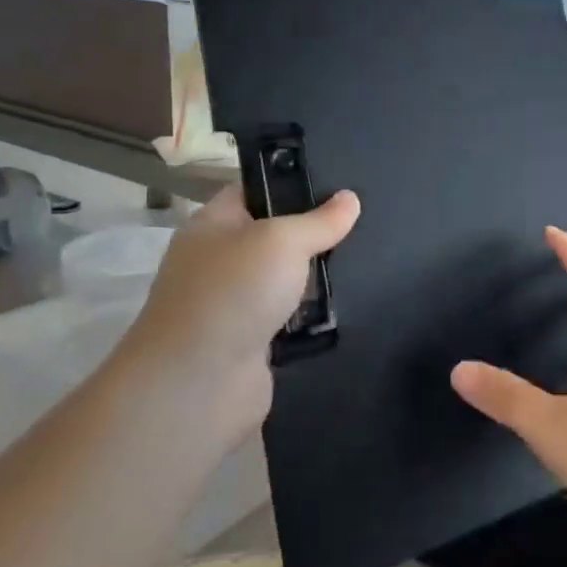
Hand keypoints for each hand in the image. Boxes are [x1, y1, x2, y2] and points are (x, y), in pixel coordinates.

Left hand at [116, 185, 359, 445]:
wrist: (197, 386)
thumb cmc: (233, 293)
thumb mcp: (281, 241)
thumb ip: (319, 220)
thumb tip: (350, 198)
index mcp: (214, 225)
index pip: (254, 190)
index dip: (291, 181)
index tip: (338, 180)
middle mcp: (221, 261)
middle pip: (276, 236)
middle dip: (315, 233)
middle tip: (365, 221)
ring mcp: (236, 304)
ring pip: (288, 280)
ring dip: (319, 278)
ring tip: (369, 261)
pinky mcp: (254, 343)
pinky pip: (293, 319)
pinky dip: (315, 317)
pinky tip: (352, 304)